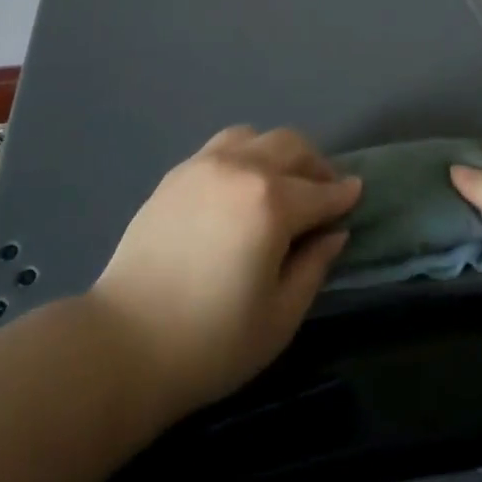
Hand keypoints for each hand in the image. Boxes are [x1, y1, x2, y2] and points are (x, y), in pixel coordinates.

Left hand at [89, 125, 361, 417]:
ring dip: (278, 153)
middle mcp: (241, 169)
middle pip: (291, 146)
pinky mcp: (176, 174)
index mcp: (271, 203)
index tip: (357, 193)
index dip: (344, 194)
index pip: (320, 192)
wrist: (124, 344)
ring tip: (281, 182)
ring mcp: (204, 165)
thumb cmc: (211, 342)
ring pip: (255, 137)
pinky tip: (241, 185)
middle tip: (324, 190)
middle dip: (316, 165)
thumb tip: (334, 233)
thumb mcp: (280, 316)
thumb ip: (314, 266)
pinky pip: (222, 146)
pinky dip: (244, 155)